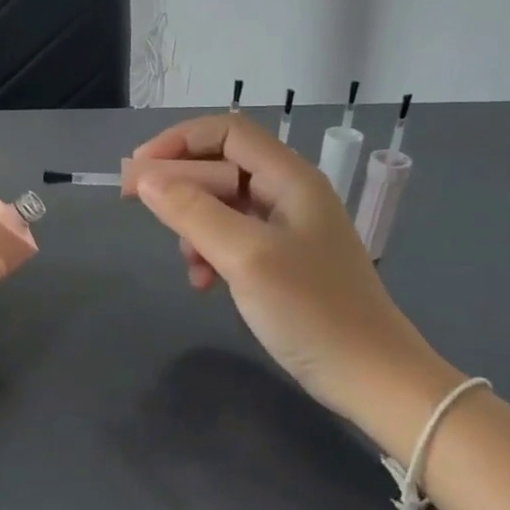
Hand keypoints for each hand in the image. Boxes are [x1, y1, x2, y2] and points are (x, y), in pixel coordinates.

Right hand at [131, 116, 460, 447]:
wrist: (370, 377)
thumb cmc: (312, 310)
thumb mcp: (245, 256)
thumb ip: (193, 212)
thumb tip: (144, 179)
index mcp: (289, 178)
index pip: (226, 131)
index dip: (178, 142)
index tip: (138, 171)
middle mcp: (288, 193)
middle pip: (220, 166)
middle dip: (179, 185)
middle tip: (139, 209)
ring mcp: (285, 228)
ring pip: (220, 204)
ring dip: (192, 225)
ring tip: (189, 264)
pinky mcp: (280, 259)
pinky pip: (230, 237)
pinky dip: (208, 252)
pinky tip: (204, 283)